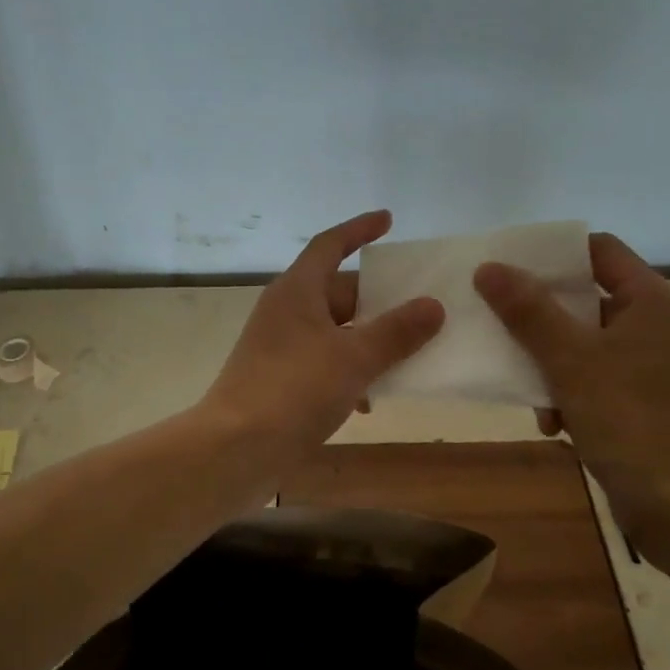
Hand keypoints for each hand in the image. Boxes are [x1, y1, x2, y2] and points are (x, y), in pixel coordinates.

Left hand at [204, 211, 444, 462]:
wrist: (236, 449)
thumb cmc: (294, 390)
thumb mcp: (354, 358)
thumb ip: (396, 332)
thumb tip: (433, 306)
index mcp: (297, 291)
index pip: (330, 245)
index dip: (359, 229)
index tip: (388, 220)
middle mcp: (285, 311)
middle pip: (337, 291)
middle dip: (376, 298)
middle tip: (418, 305)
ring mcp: (279, 346)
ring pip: (333, 330)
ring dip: (367, 339)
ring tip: (407, 352)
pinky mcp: (279, 379)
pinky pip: (323, 361)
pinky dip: (349, 371)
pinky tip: (370, 399)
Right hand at [473, 234, 669, 572]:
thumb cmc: (625, 418)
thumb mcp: (568, 359)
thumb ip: (527, 310)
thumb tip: (488, 267)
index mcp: (650, 300)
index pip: (599, 250)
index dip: (553, 254)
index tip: (509, 268)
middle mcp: (655, 323)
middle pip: (585, 296)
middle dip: (541, 316)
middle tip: (500, 320)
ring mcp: (649, 362)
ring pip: (582, 340)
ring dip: (548, 361)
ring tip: (526, 388)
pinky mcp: (640, 396)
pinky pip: (592, 374)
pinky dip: (567, 391)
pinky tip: (552, 423)